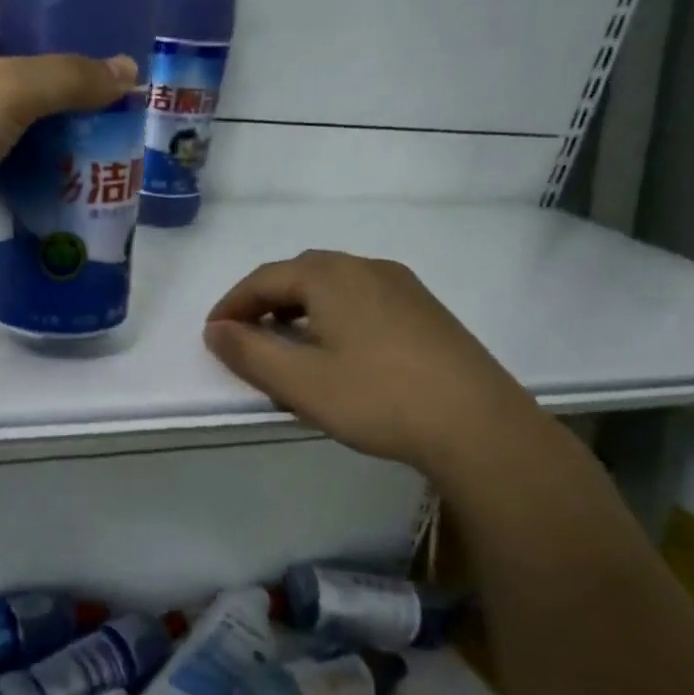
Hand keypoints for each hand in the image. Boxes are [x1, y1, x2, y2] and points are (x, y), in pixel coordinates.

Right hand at [203, 250, 539, 474]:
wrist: (480, 426)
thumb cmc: (377, 398)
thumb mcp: (298, 382)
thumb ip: (248, 352)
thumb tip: (216, 330)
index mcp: (331, 276)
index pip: (263, 278)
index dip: (232, 304)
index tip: (213, 334)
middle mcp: (366, 267)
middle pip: (299, 274)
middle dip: (265, 302)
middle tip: (246, 336)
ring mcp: (402, 286)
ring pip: (333, 285)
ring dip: (299, 308)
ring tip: (288, 345)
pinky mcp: (426, 310)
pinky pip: (362, 299)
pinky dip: (333, 315)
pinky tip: (339, 350)